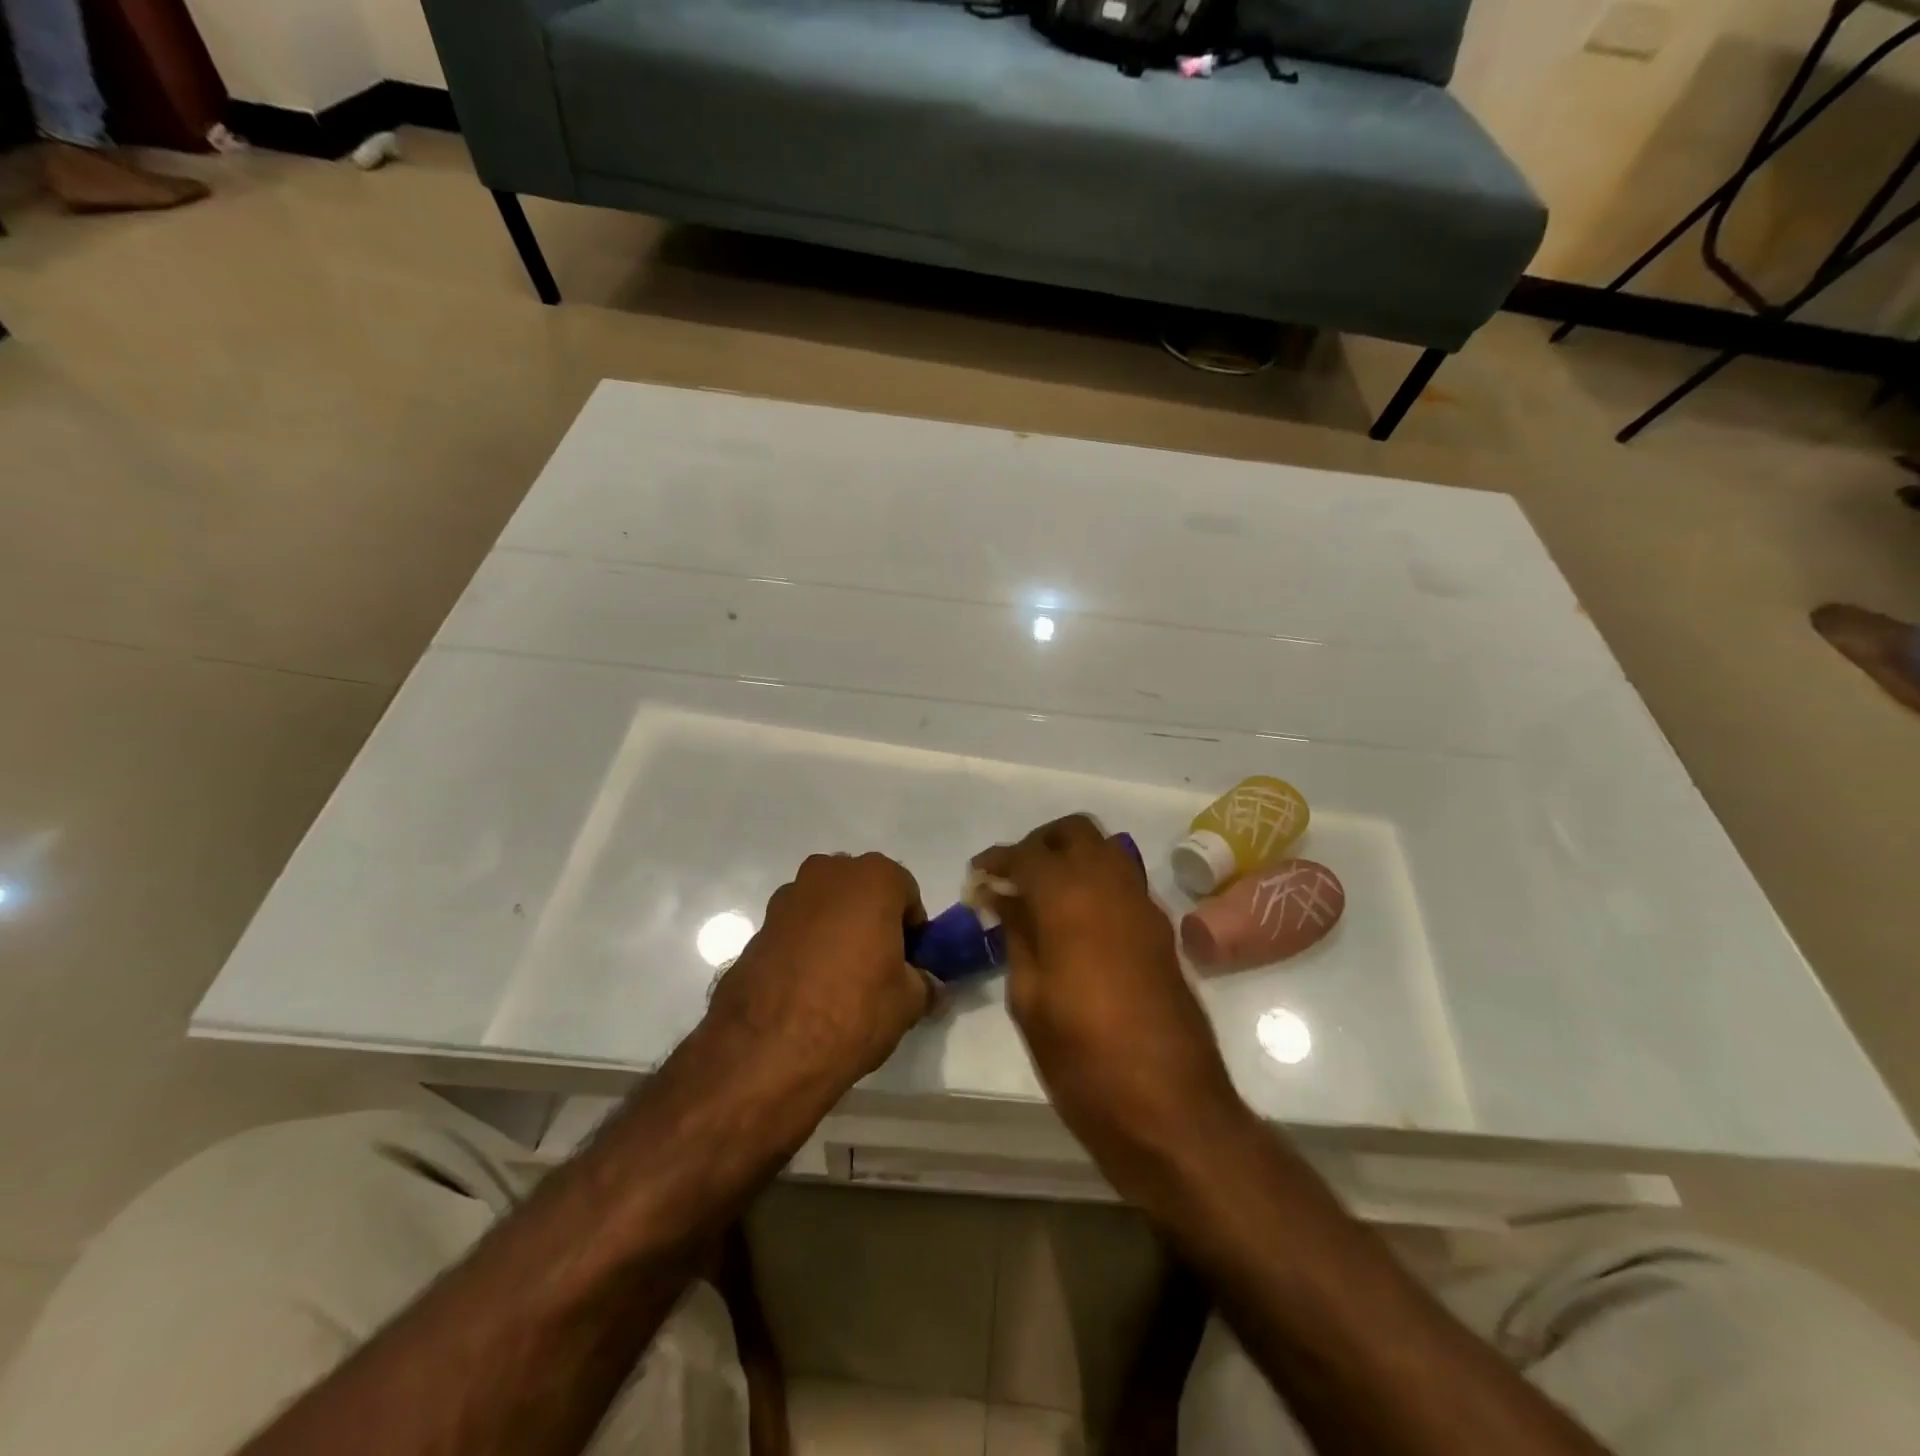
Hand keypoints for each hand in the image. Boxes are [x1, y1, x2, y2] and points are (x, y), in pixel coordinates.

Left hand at [703, 853, 934, 1109]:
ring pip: (825, 906)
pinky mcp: (757, 928)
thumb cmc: (853, 1011)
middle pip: (862, 890)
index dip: (912, 928)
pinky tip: (807, 988)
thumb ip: (924, 984)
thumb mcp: (908, 1002)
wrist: (767, 1050)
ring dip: (836, 929)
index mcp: (872, 878)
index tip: (909, 961)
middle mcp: (828, 874)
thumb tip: (927, 985)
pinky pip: (795, 929)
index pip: (906, 892)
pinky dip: (805, 947)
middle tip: (877, 965)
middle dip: (872, 919)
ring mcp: (786, 898)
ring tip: (838, 979)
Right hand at [973, 816, 1247, 1195]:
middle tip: (1012, 878)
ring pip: (1106, 849)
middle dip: (1038, 844)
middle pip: (1075, 832)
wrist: (1171, 1109)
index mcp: (1070, 900)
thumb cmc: (1084, 1060)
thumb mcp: (1030, 999)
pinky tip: (1076, 922)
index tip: (976, 879)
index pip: (1027, 854)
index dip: (997, 860)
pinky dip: (1096, 881)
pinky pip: (1125, 881)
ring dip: (1072, 857)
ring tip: (1043, 897)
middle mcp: (1112, 887)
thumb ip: (1017, 935)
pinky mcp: (1162, 930)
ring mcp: (1144, 906)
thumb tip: (1004, 898)